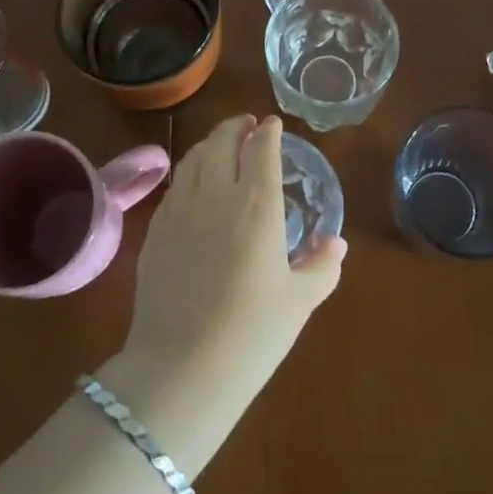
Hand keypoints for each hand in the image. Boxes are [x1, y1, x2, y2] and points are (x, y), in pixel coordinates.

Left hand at [111, 116, 344, 468]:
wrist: (180, 369)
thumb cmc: (251, 335)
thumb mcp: (299, 302)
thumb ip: (322, 266)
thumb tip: (337, 244)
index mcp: (258, 204)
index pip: (261, 148)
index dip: (268, 131)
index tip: (273, 124)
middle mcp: (216, 194)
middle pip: (222, 141)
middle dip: (236, 126)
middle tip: (247, 125)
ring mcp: (180, 210)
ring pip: (193, 157)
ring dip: (209, 143)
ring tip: (220, 145)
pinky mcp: (155, 231)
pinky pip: (174, 186)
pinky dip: (188, 171)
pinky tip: (193, 185)